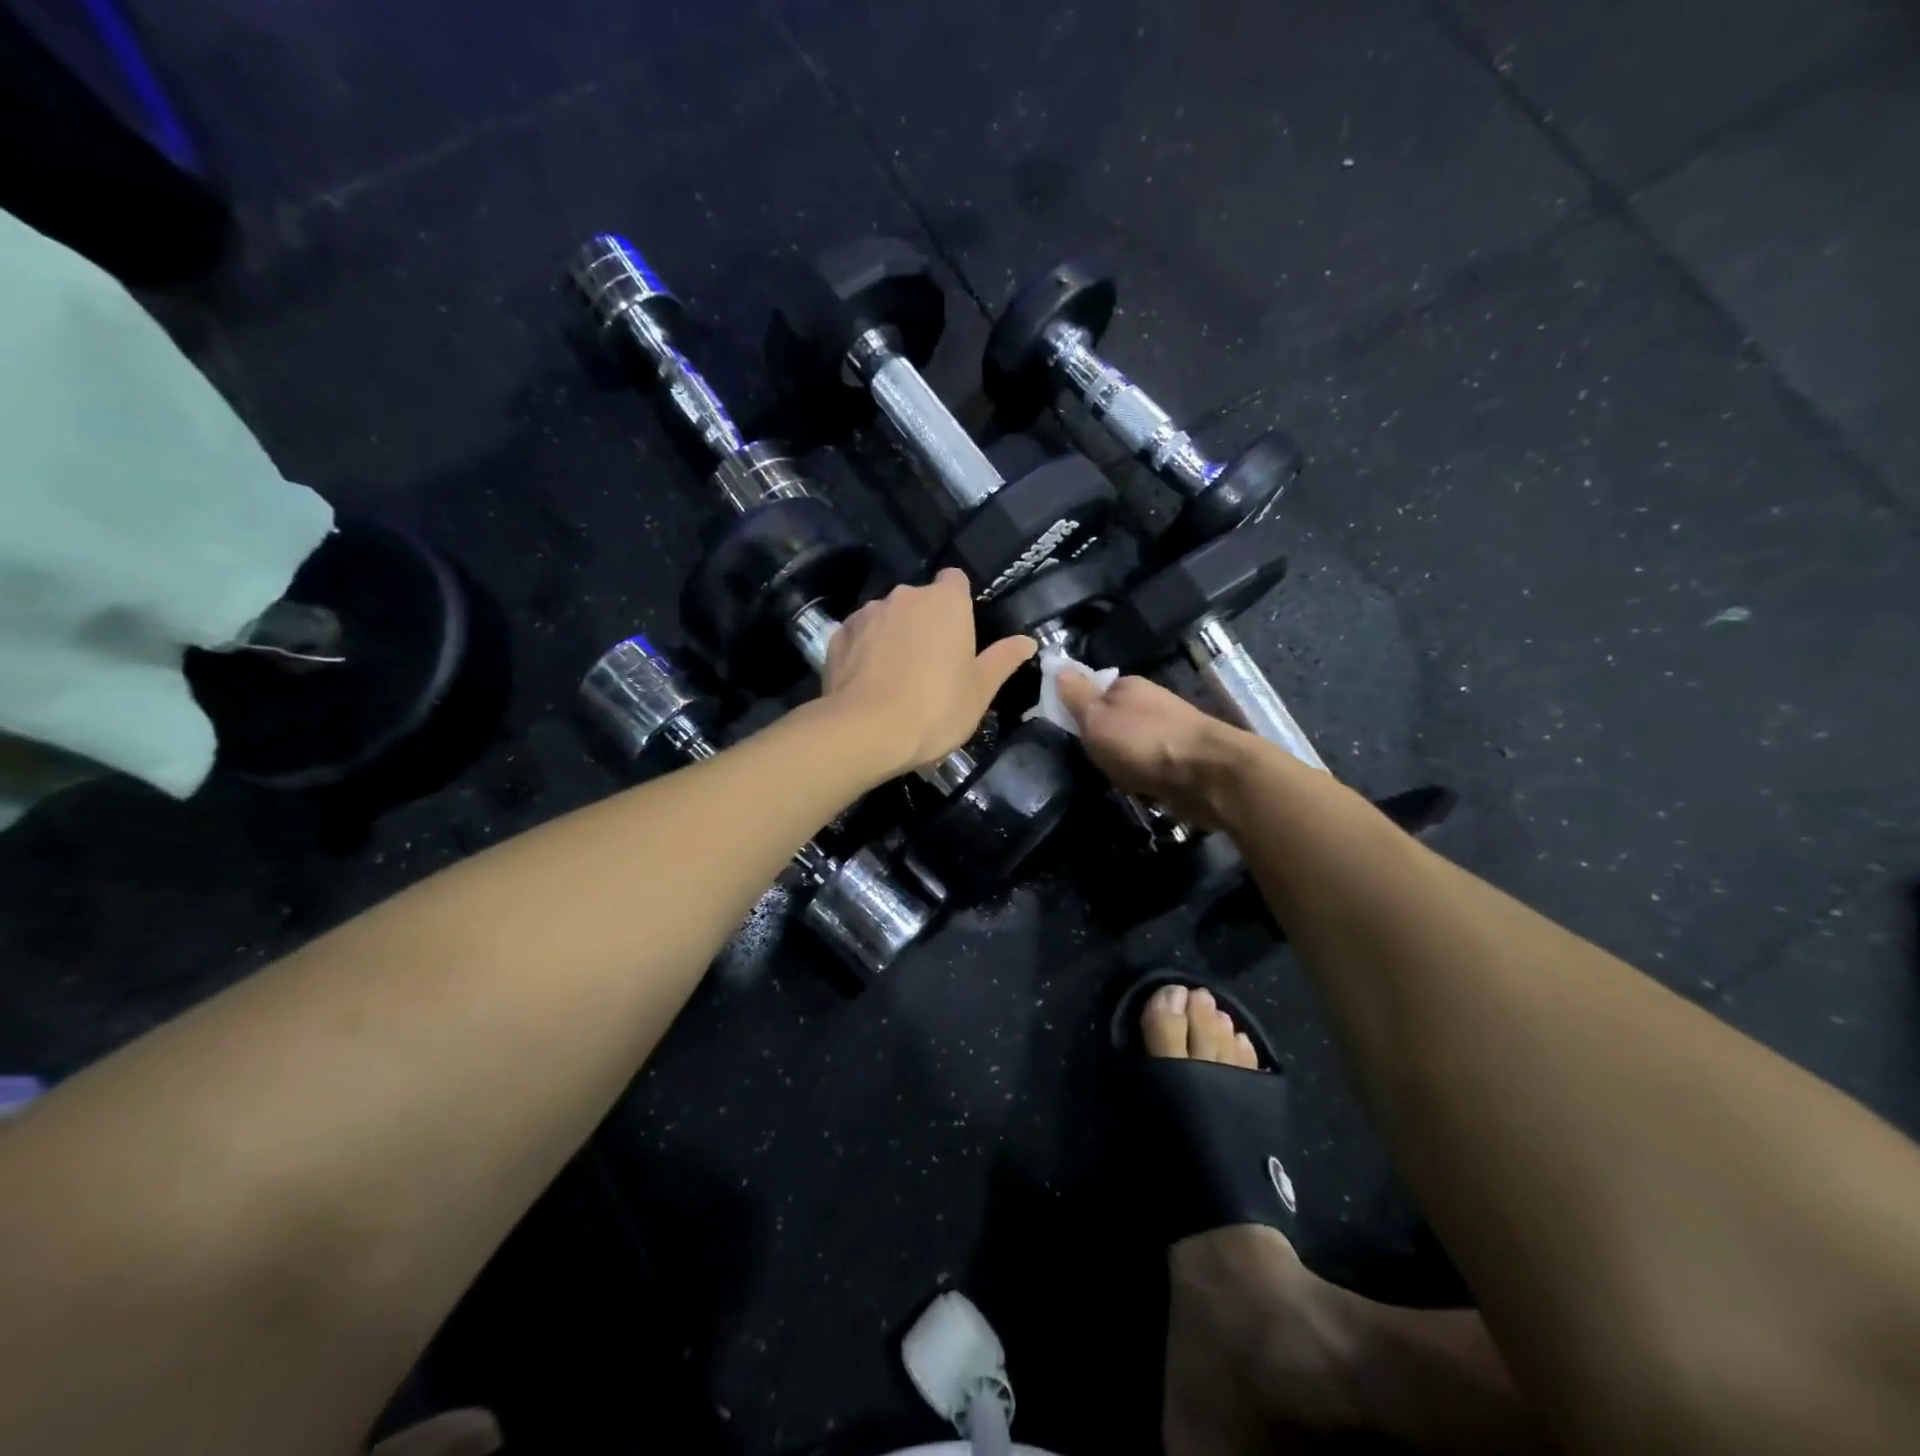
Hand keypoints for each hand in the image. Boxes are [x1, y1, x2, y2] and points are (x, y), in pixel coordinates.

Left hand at [821, 569, 1035, 772]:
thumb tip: (1027, 641)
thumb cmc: (936, 708)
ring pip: (886, 618)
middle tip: (931, 666)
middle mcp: (904, 596)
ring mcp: (866, 613)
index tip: (959, 632)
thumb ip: (1003, 660)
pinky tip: (867, 683)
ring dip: (892, 636)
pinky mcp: (837, 635)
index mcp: (945, 602)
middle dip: (924, 623)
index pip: (955, 580)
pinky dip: (864, 651)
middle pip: (919, 601)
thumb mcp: (980, 691)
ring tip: (894, 678)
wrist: (866, 731)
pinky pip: (858, 636)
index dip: (958, 602)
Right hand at [1054, 670, 1247, 825]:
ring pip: (1135, 743)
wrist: (1208, 773)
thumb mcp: (1096, 718)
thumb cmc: (1142, 742)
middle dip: (1104, 739)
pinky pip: (1153, 764)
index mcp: (1128, 686)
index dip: (1079, 711)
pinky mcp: (1185, 757)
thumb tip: (1058, 667)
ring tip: (1116, 779)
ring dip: (1125, 760)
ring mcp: (1171, 729)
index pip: (1094, 691)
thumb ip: (1076, 696)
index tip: (1070, 734)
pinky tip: (1141, 788)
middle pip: (1116, 718)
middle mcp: (1151, 702)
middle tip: (1092, 761)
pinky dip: (1145, 774)